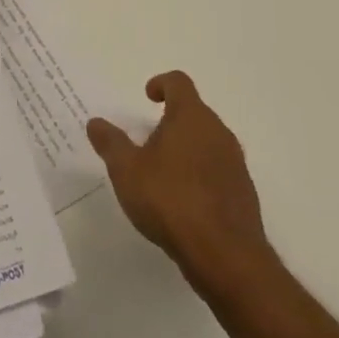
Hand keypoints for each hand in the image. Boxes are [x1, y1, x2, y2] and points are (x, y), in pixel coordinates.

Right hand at [87, 71, 267, 287]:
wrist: (225, 255)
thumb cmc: (170, 201)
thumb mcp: (126, 171)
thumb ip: (110, 143)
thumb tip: (96, 122)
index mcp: (191, 117)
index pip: (179, 82)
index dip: (161, 83)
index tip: (147, 97)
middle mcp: (218, 131)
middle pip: (194, 112)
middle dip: (171, 121)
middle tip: (147, 141)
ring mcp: (235, 162)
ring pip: (208, 141)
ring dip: (186, 148)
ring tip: (163, 174)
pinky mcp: (243, 191)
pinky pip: (218, 169)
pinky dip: (200, 174)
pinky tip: (184, 202)